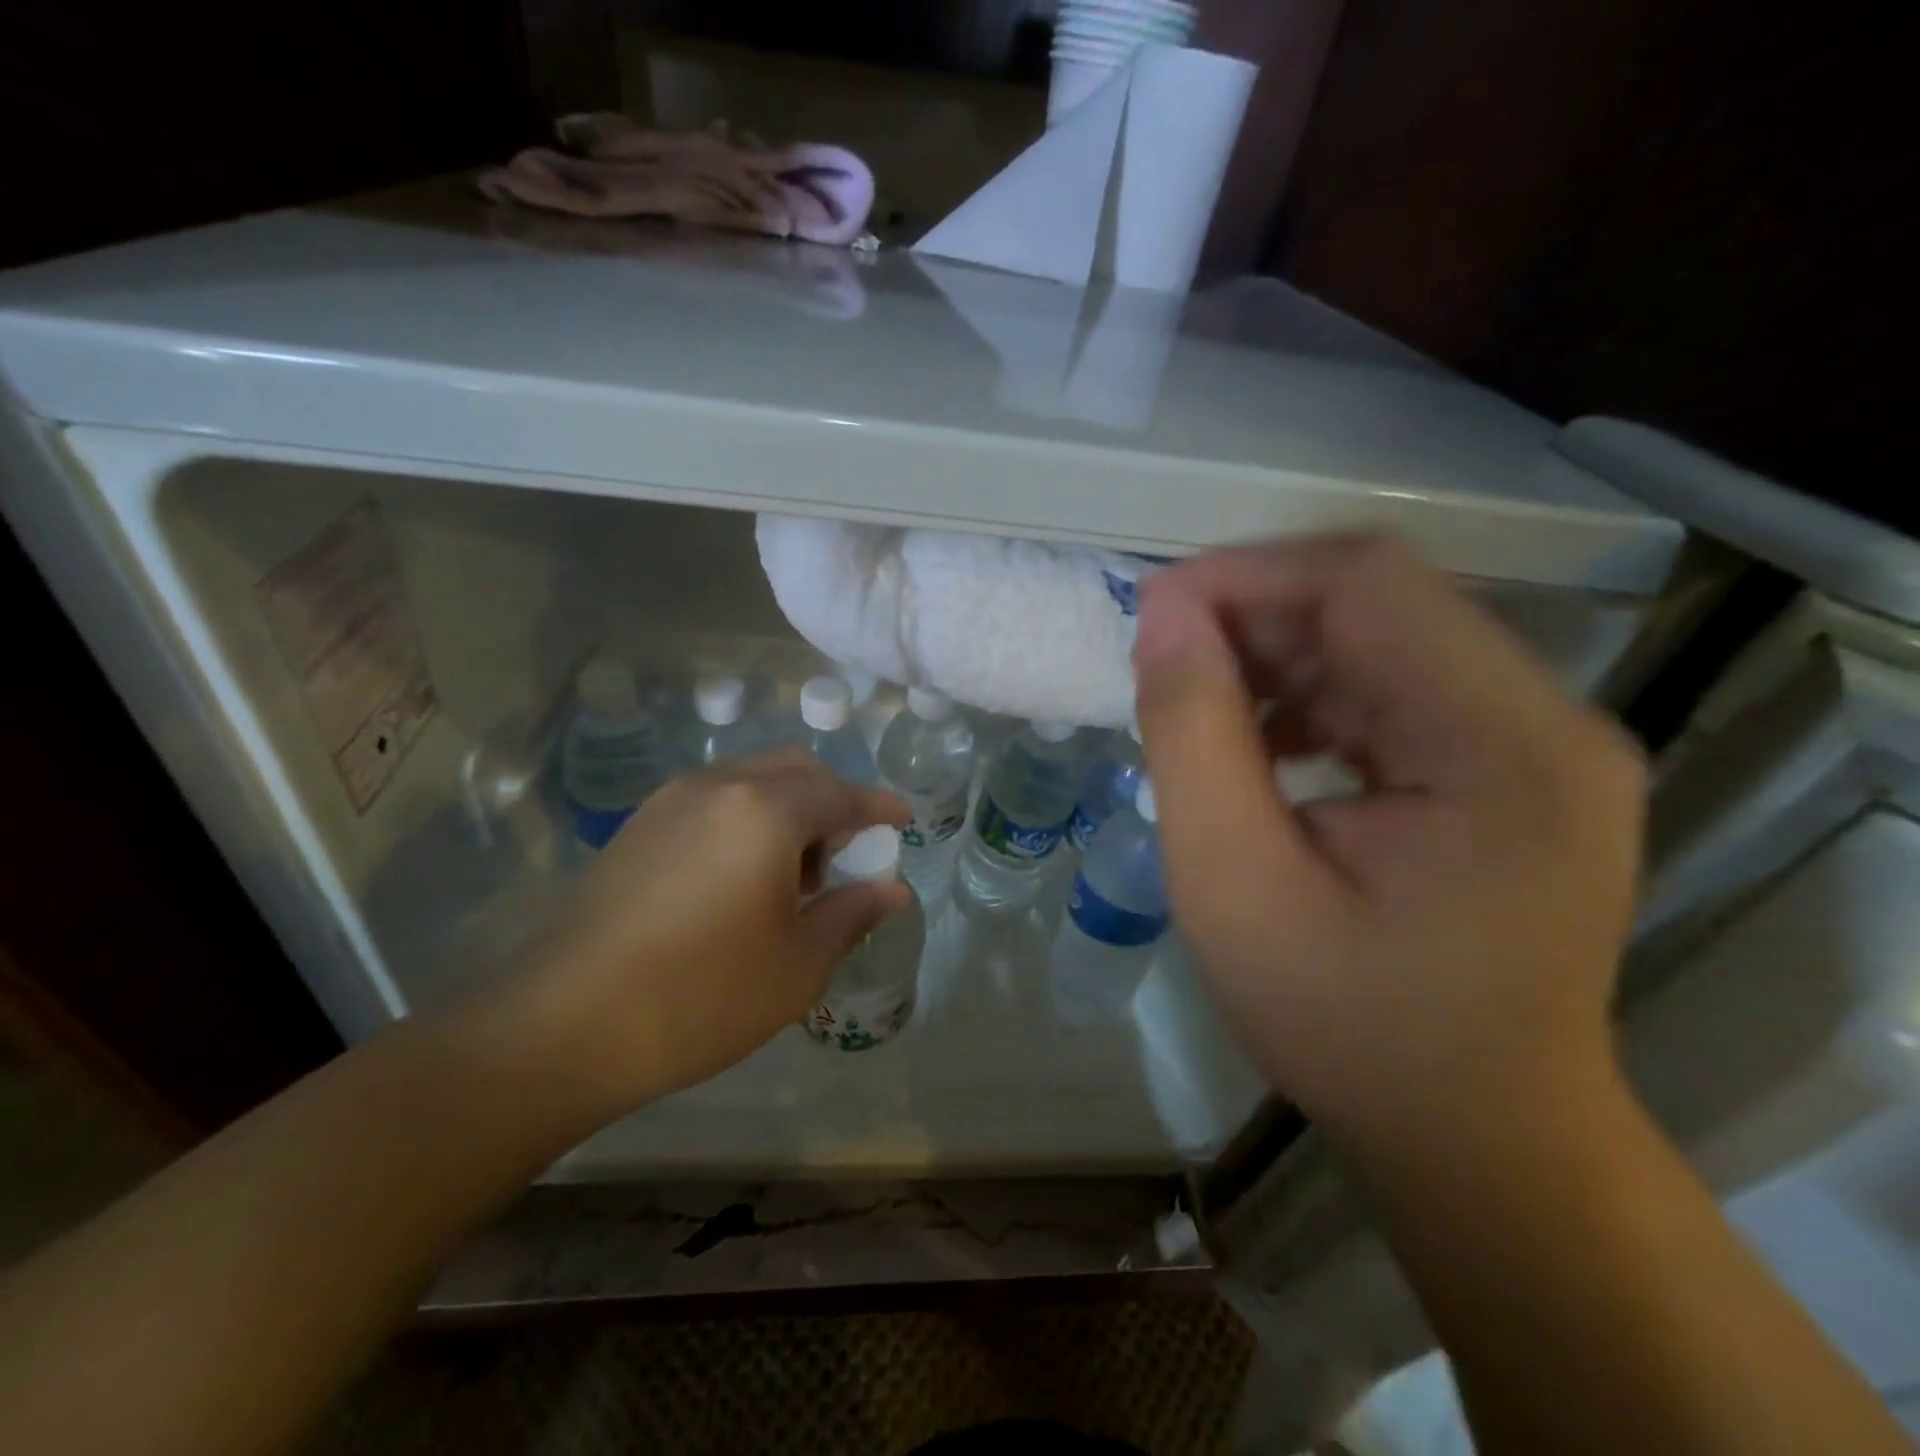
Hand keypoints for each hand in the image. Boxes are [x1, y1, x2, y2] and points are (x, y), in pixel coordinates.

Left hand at [470, 750, 909, 1123]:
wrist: (561, 1027)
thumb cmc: (701, 995)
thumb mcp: (798, 964)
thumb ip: (853, 914)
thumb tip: (893, 891)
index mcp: (766, 810)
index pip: (842, 794)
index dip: (879, 807)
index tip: (904, 821)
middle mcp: (719, 786)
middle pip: (796, 769)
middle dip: (833, 801)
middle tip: (846, 855)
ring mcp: (671, 801)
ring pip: (752, 779)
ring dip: (789, 808)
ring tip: (793, 874)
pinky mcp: (638, 826)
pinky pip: (714, 800)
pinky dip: (747, 818)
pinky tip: (741, 877)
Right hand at [1132, 536, 1645, 1163]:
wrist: (1477, 1138)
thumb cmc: (1349, 1028)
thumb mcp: (1232, 885)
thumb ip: (1191, 735)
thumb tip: (1161, 615)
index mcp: (1505, 745)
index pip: (1367, 584)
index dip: (1245, 576)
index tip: (1149, 614)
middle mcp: (1548, 719)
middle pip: (1380, 603)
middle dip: (1254, 616)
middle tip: (1161, 665)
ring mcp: (1539, 742)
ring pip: (1382, 638)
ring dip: (1278, 655)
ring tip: (1202, 709)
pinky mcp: (1513, 767)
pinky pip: (1397, 687)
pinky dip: (1312, 695)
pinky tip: (1264, 746)